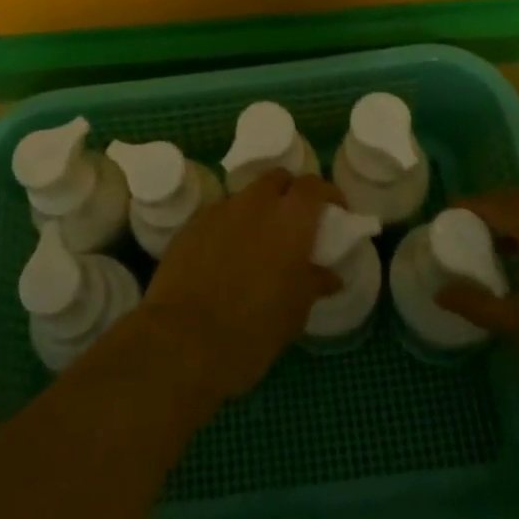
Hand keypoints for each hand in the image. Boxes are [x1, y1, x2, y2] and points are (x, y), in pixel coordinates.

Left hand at [138, 171, 342, 408]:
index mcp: (291, 218)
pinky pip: (219, 215)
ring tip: (258, 241)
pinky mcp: (191, 224)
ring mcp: (220, 209)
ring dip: (257, 209)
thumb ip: (314, 283)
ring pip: (246, 195)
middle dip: (289, 193)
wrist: (183, 340)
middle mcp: (256, 202)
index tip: (335, 212)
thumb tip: (330, 275)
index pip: (314, 186)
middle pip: (278, 178)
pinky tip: (225, 255)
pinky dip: (229, 226)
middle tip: (295, 223)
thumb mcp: (294, 312)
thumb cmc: (252, 329)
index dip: (328, 194)